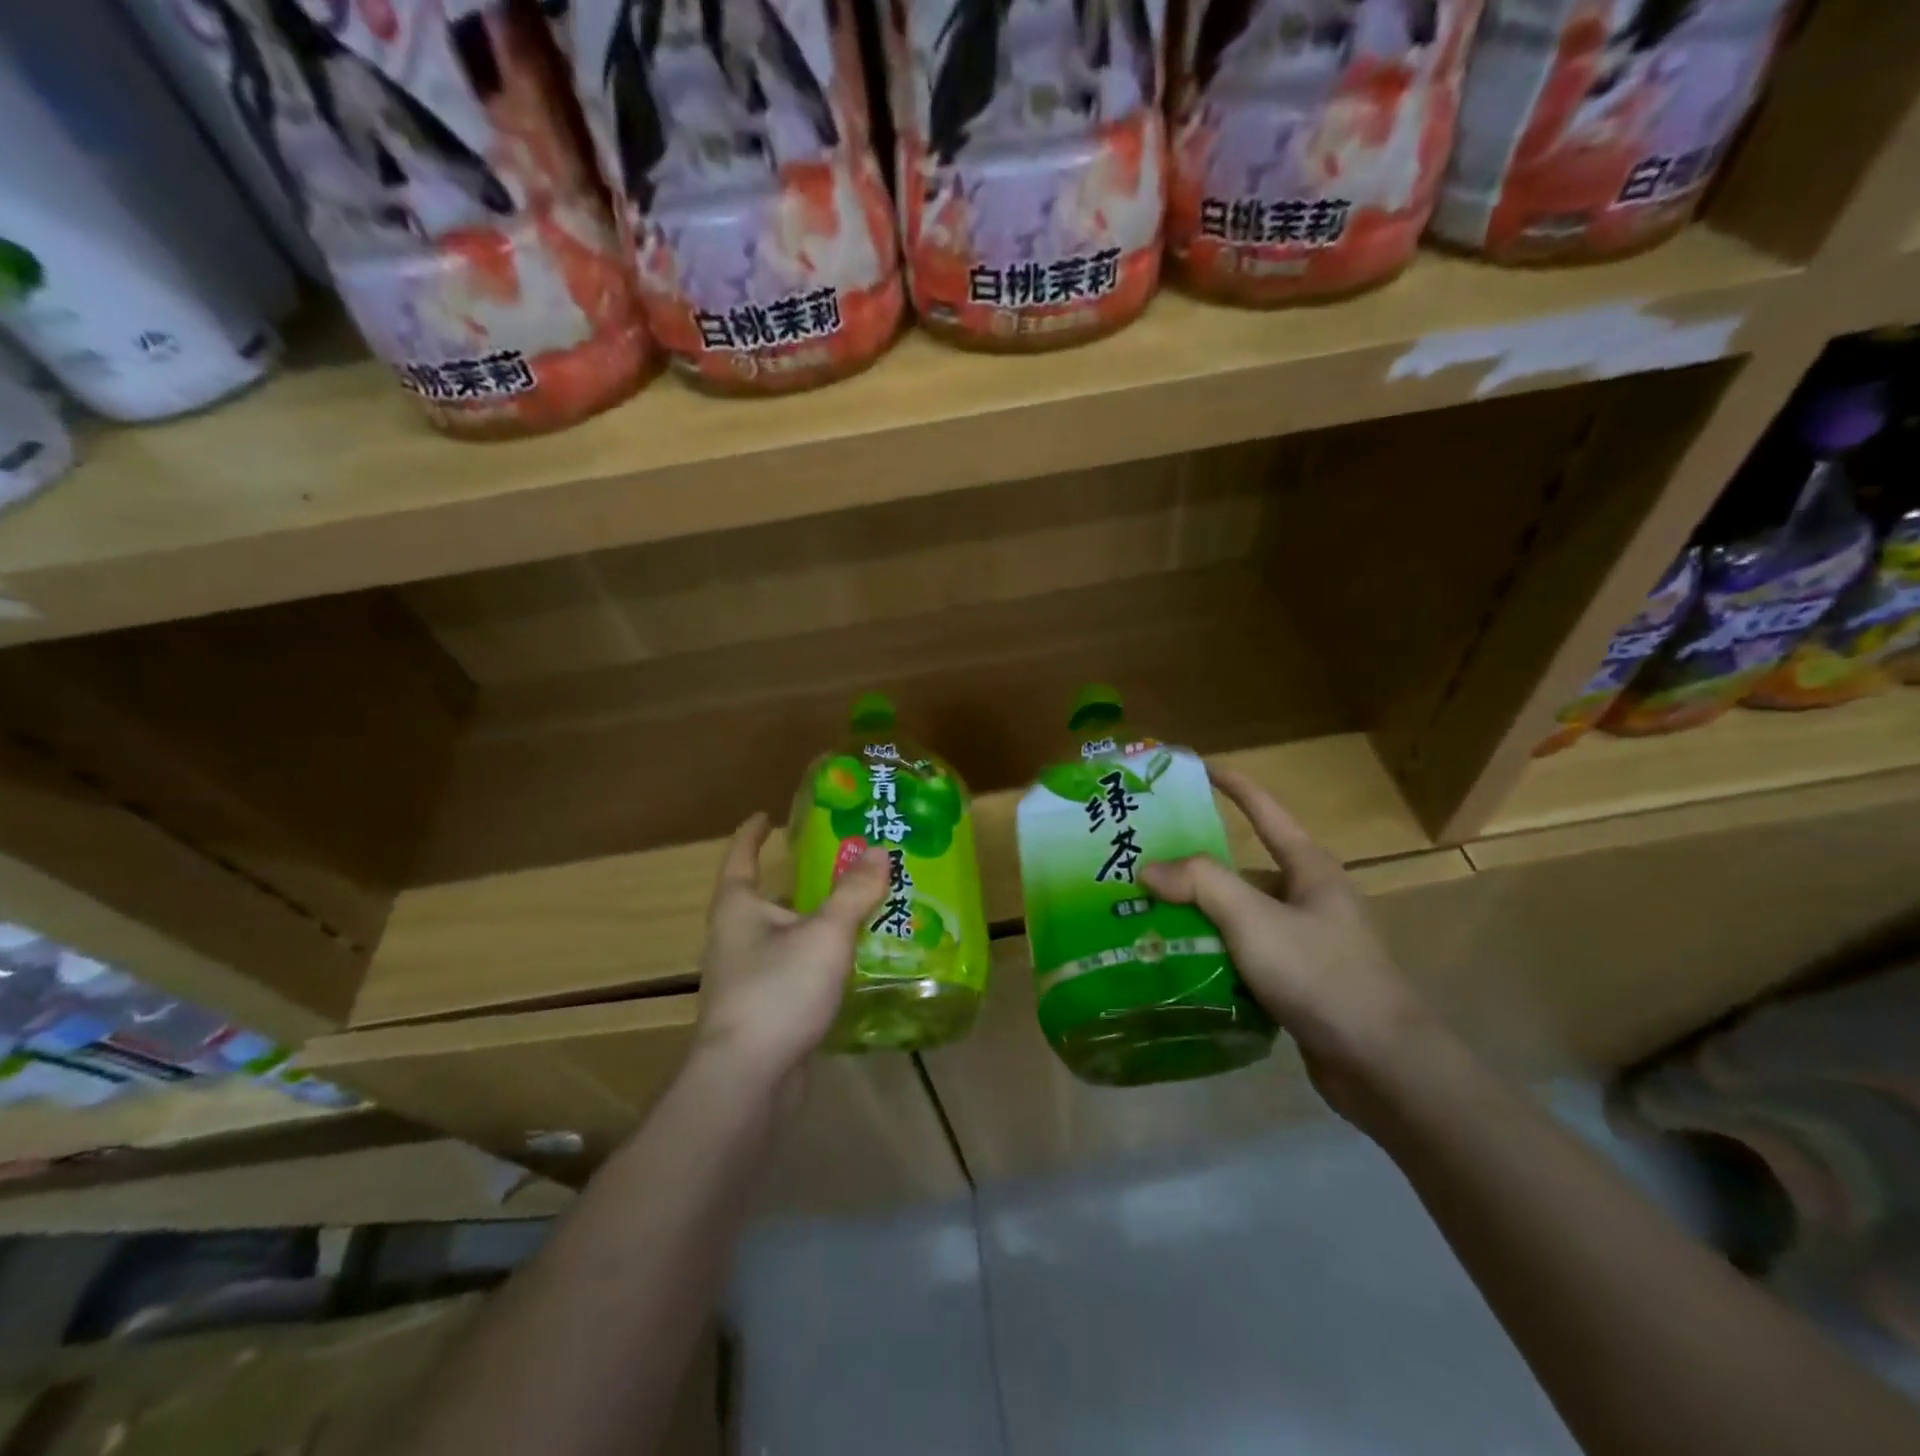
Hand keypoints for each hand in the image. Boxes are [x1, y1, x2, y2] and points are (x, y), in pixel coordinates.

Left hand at [692, 813, 889, 1088]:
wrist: (746, 1081)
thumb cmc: (778, 991)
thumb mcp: (825, 934)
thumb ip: (854, 892)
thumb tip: (880, 850)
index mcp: (738, 908)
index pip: (741, 857)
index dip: (753, 834)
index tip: (766, 816)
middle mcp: (734, 937)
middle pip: (766, 897)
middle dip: (799, 880)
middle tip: (840, 863)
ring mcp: (745, 977)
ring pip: (783, 936)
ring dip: (813, 922)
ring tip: (856, 910)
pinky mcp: (761, 1011)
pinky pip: (793, 970)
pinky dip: (818, 959)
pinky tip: (850, 964)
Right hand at [1139, 766, 1438, 1121]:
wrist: (1382, 1065)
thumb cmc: (1320, 974)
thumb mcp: (1254, 920)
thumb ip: (1201, 884)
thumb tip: (1148, 868)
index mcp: (1308, 869)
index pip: (1266, 812)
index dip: (1234, 786)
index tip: (1198, 767)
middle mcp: (1308, 898)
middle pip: (1243, 869)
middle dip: (1196, 867)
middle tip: (1144, 863)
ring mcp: (1305, 942)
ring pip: (1240, 916)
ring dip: (1200, 916)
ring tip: (1146, 915)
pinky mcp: (1298, 981)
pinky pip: (1245, 955)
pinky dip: (1214, 954)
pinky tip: (1178, 964)